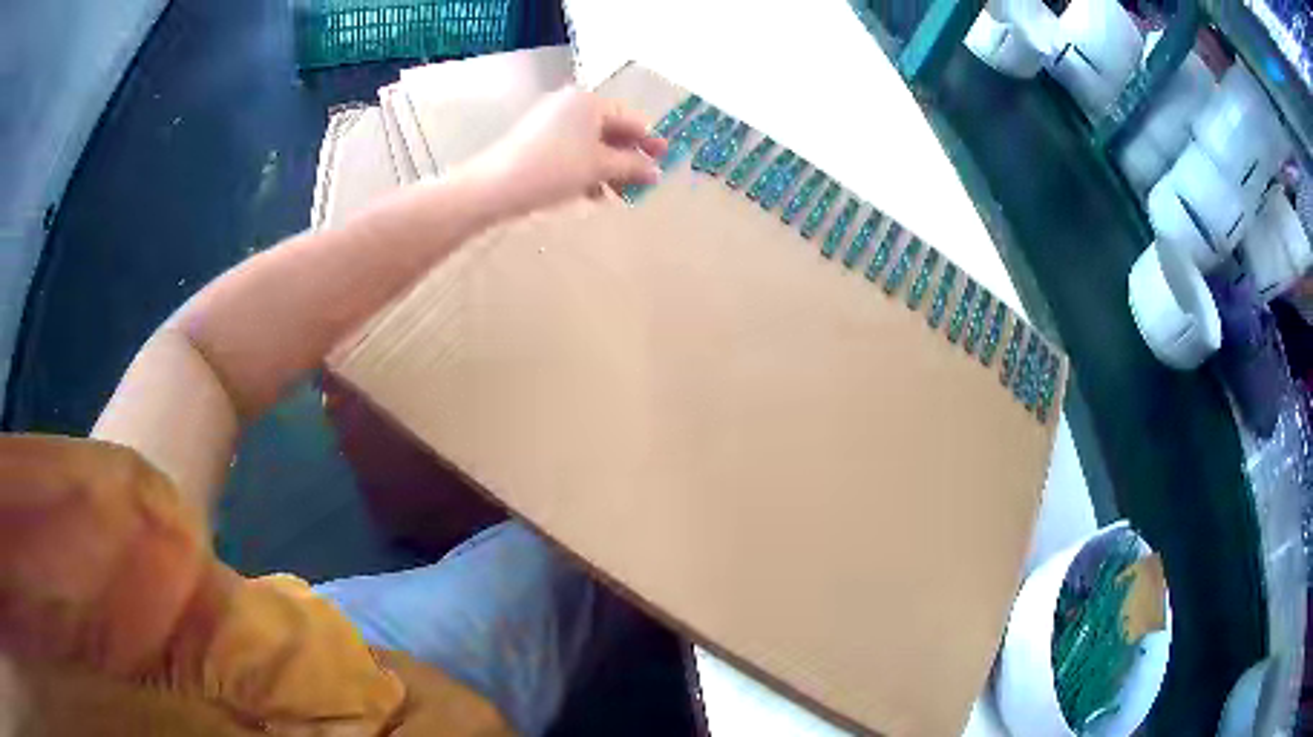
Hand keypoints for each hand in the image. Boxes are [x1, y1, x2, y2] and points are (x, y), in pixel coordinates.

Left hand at [468, 87, 668, 215]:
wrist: (495, 186)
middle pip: (610, 131)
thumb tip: (656, 171)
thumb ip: (632, 166)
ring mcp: (550, 121)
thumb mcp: (599, 168)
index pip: (630, 119)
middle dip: (626, 159)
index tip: (664, 162)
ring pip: (590, 144)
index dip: (649, 142)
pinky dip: (585, 168)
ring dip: (607, 168)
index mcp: (589, 102)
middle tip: (641, 185)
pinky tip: (590, 193)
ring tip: (615, 195)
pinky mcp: (535, 140)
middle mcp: (571, 105)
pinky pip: (571, 150)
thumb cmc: (553, 170)